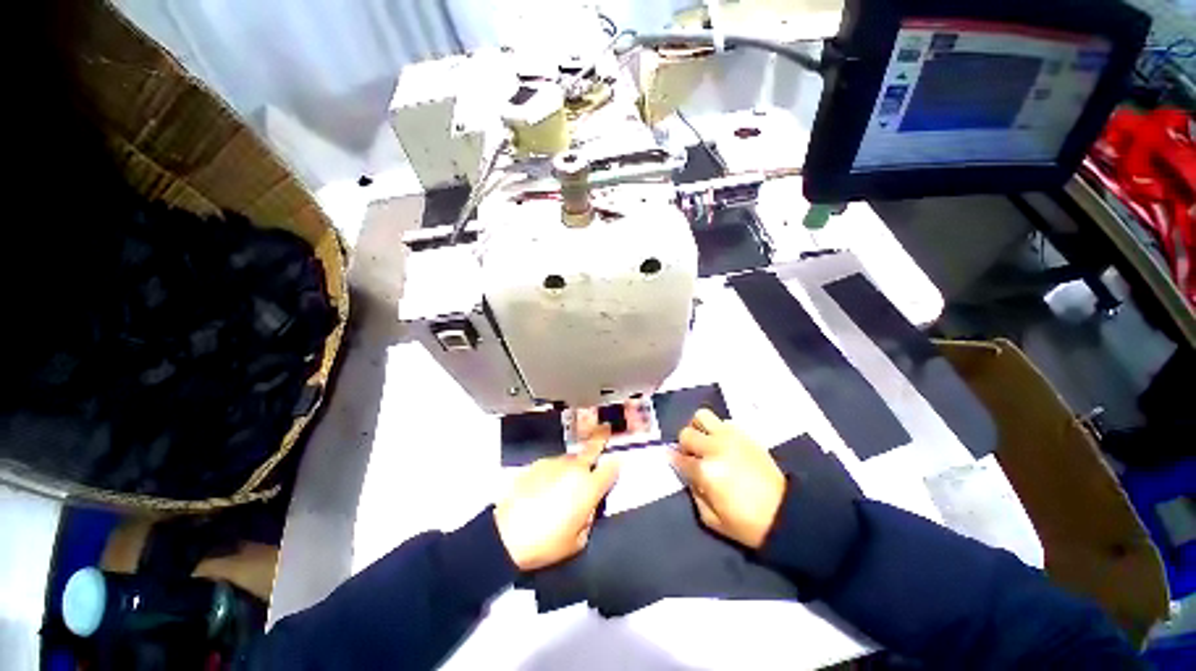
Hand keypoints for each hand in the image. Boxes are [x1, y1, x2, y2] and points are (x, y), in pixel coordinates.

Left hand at [494, 427, 619, 570]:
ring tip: (562, 485)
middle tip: (606, 428)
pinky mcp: (537, 464)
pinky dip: (554, 472)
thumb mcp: (577, 541)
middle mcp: (574, 469)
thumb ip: (589, 517)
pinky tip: (544, 488)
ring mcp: (555, 463)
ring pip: (570, 459)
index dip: (616, 466)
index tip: (617, 464)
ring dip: (572, 466)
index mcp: (589, 487)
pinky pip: (552, 465)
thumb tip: (587, 506)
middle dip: (601, 437)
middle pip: (592, 448)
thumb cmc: (546, 542)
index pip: (611, 469)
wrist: (506, 535)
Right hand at [671, 409, 785, 548]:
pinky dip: (718, 430)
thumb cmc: (747, 523)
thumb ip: (694, 493)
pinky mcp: (745, 434)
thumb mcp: (712, 520)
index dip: (673, 459)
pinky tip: (723, 444)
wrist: (786, 513)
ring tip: (705, 442)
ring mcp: (730, 437)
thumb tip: (688, 475)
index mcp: (705, 471)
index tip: (673, 460)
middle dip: (685, 445)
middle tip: (692, 455)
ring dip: (699, 428)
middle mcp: (714, 448)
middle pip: (686, 433)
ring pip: (702, 416)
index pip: (679, 458)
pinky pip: (723, 422)